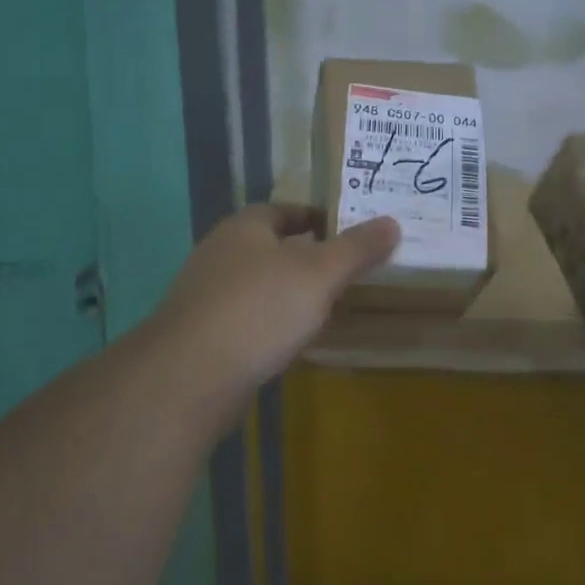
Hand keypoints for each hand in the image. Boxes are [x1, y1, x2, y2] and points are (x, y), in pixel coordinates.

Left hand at [154, 203, 398, 410]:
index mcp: (245, 226)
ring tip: (326, 307)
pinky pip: (247, 318)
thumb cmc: (260, 308)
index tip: (349, 233)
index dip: (318, 217)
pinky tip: (291, 342)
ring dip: (289, 292)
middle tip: (346, 272)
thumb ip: (356, 249)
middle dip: (306, 257)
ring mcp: (206, 293)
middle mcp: (220, 252)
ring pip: (258, 284)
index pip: (285, 210)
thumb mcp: (319, 273)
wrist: (191, 374)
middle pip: (271, 246)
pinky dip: (271, 323)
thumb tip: (392, 223)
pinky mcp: (202, 333)